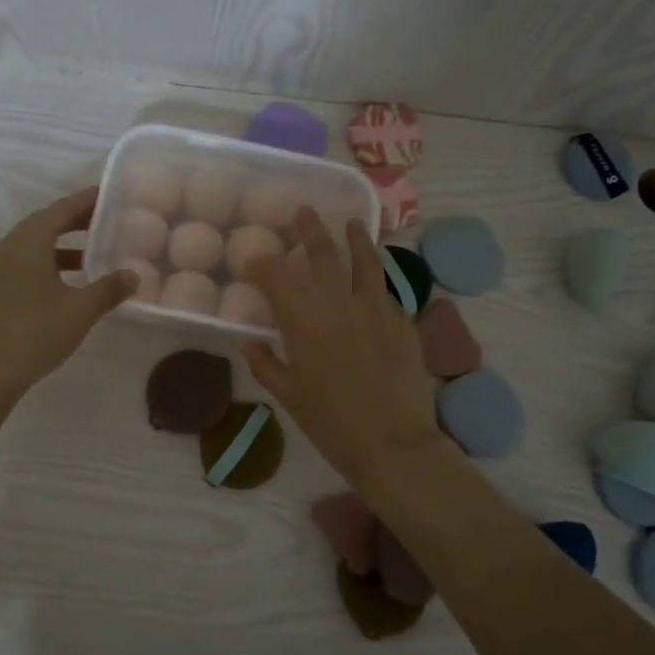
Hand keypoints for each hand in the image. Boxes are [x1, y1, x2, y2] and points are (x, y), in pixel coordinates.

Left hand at [0, 187, 136, 399]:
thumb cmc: (36, 334)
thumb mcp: (81, 311)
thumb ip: (109, 288)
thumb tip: (133, 275)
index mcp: (26, 244)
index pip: (59, 210)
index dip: (85, 201)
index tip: (107, 195)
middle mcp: (4, 249)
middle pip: (42, 225)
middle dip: (73, 223)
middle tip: (103, 223)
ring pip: (29, 248)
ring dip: (58, 248)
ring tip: (88, 259)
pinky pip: (18, 266)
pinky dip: (42, 265)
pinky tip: (61, 285)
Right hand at [244, 208, 443, 492]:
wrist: (393, 442)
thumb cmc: (331, 423)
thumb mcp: (288, 396)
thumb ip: (266, 365)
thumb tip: (251, 345)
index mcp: (303, 320)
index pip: (274, 276)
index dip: (260, 263)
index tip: (253, 259)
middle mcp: (339, 302)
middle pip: (322, 252)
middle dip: (309, 229)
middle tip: (304, 211)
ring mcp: (376, 307)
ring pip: (365, 259)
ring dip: (355, 237)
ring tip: (352, 221)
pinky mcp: (403, 320)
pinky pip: (385, 291)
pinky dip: (376, 279)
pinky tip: (374, 280)